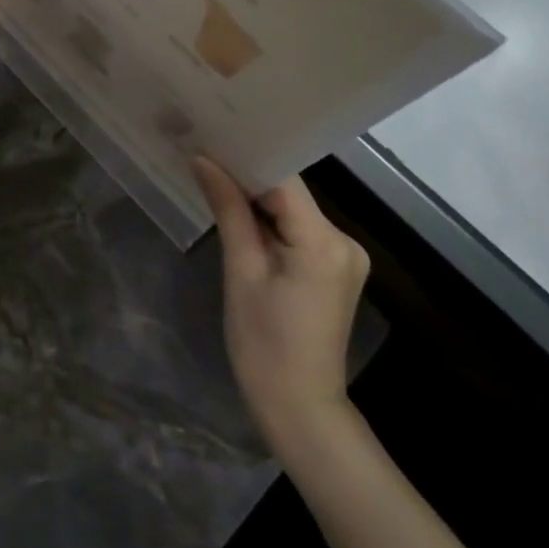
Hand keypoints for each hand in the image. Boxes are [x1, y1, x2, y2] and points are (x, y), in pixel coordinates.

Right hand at [194, 159, 369, 454]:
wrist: (300, 408)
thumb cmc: (263, 344)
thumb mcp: (241, 272)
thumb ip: (228, 210)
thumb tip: (203, 160)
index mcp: (323, 241)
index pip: (283, 179)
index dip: (246, 158)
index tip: (211, 139)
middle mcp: (344, 240)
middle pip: (290, 192)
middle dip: (248, 177)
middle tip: (205, 155)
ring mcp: (345, 255)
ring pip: (294, 209)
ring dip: (258, 199)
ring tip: (215, 179)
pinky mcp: (336, 268)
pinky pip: (300, 229)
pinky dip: (272, 221)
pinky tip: (241, 215)